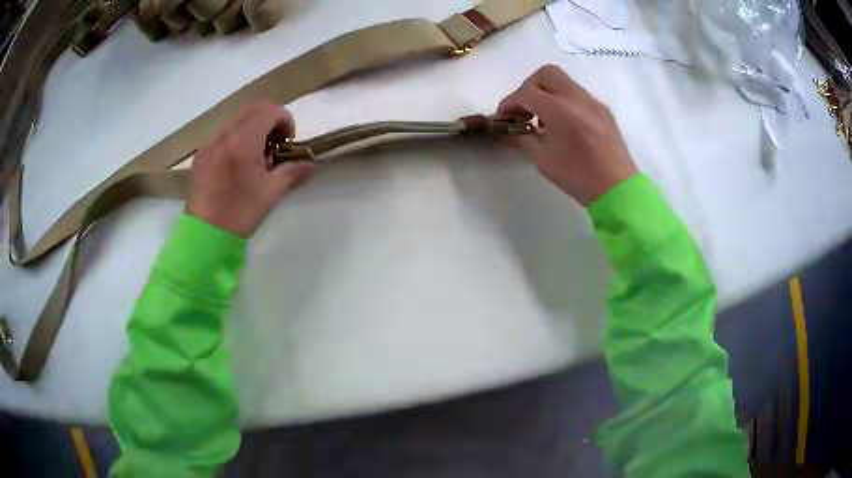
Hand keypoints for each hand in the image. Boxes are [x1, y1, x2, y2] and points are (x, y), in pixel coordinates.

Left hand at [186, 102, 313, 237]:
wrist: (204, 237)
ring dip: (253, 128)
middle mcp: (224, 135)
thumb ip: (292, 172)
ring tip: (257, 156)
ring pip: (236, 120)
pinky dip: (237, 138)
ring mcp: (209, 144)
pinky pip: (222, 134)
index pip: (269, 111)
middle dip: (270, 120)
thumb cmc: (239, 214)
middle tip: (276, 144)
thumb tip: (309, 164)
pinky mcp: (201, 155)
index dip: (285, 120)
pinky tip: (238, 164)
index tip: (288, 142)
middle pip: (253, 109)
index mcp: (242, 141)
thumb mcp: (270, 193)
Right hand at [498, 65, 637, 205]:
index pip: (526, 93)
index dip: (509, 102)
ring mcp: (592, 101)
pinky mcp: (602, 109)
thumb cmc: (579, 177)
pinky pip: (577, 94)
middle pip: (546, 74)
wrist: (617, 189)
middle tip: (524, 108)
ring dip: (547, 92)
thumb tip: (510, 130)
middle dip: (529, 87)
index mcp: (560, 110)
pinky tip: (562, 124)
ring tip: (542, 118)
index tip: (503, 117)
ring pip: (563, 81)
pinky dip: (563, 100)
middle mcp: (577, 98)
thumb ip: (523, 139)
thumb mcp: (544, 160)